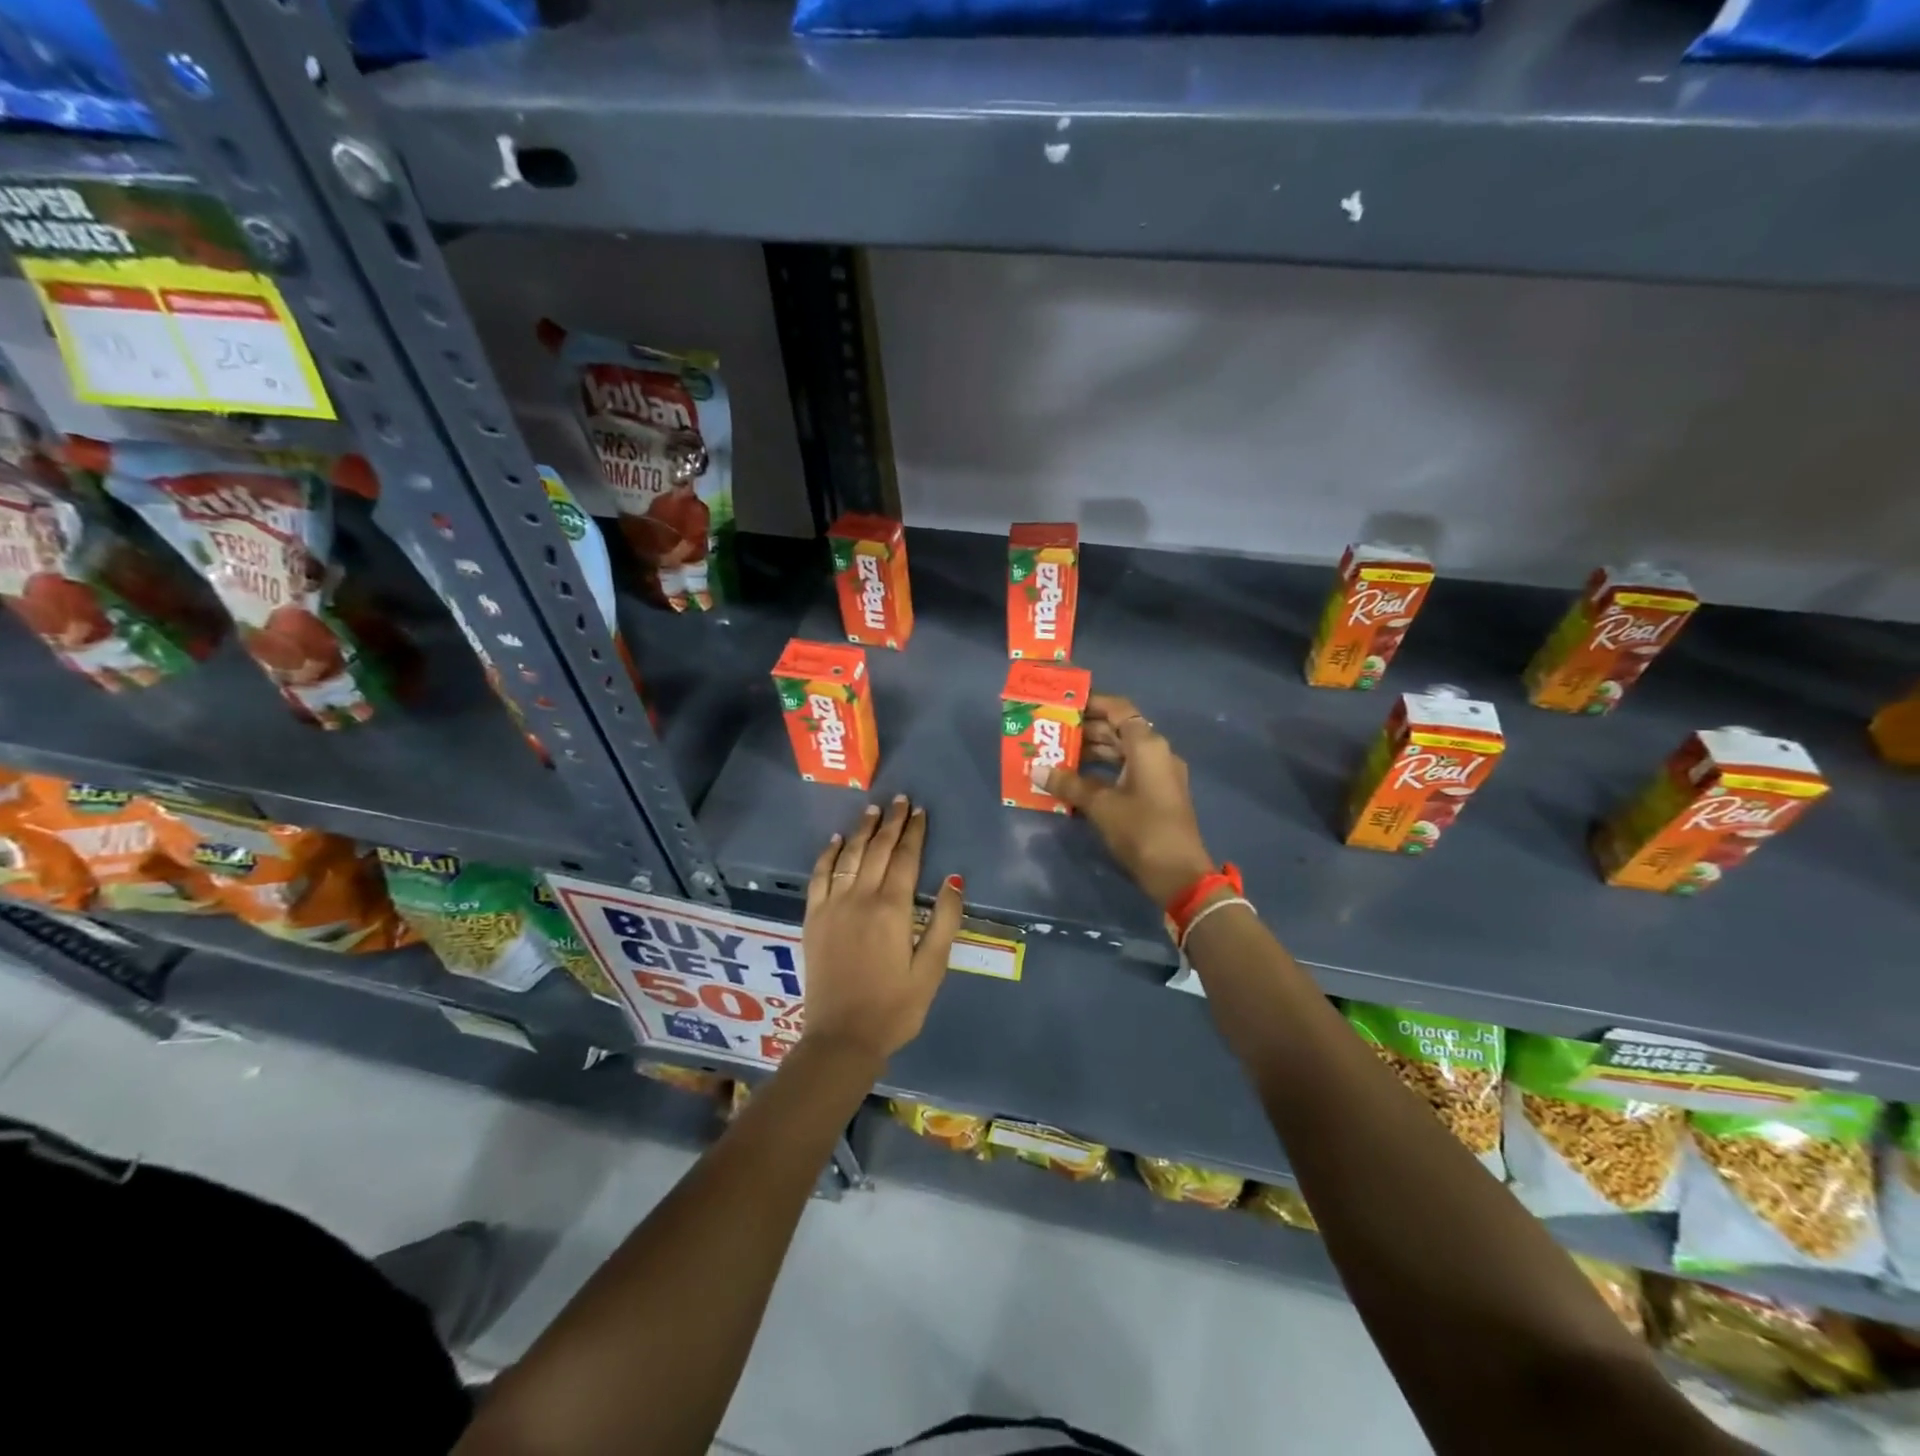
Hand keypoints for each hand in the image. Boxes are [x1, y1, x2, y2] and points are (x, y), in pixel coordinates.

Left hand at [801, 795, 963, 1062]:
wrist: (841, 1038)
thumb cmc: (895, 1007)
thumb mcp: (932, 969)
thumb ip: (944, 921)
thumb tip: (953, 879)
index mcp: (893, 909)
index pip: (905, 858)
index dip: (914, 833)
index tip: (920, 811)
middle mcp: (860, 898)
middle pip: (877, 850)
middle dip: (890, 823)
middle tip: (900, 800)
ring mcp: (832, 906)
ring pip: (848, 856)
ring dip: (861, 830)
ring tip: (872, 810)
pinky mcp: (813, 919)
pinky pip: (819, 877)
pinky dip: (827, 855)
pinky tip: (835, 841)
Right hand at [1038, 694, 1215, 907]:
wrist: (1179, 874)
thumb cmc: (1140, 830)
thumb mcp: (1100, 805)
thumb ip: (1069, 783)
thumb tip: (1037, 771)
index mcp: (1147, 745)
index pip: (1118, 709)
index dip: (1092, 703)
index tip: (1064, 704)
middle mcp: (1157, 752)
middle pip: (1120, 729)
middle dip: (1087, 730)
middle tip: (1054, 732)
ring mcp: (1160, 774)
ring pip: (1123, 751)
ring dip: (1094, 751)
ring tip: (1060, 755)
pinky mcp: (1158, 794)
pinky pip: (1128, 770)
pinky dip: (1105, 770)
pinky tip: (1079, 779)